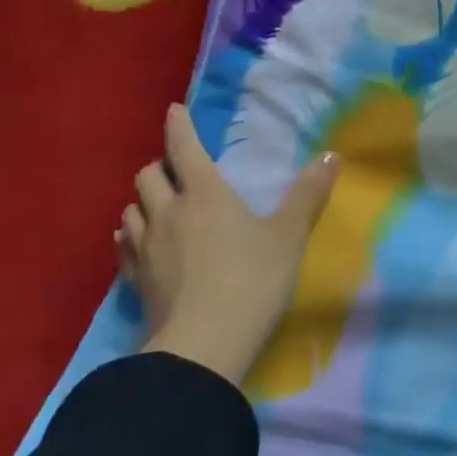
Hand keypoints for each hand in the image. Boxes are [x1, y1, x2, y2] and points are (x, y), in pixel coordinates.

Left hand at [119, 104, 339, 385]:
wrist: (204, 345)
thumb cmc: (253, 280)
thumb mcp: (290, 235)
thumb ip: (309, 194)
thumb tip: (331, 156)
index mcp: (205, 194)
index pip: (183, 148)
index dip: (179, 126)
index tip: (174, 110)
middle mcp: (168, 212)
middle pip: (148, 175)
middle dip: (161, 166)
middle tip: (179, 170)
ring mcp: (145, 248)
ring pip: (131, 209)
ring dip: (144, 200)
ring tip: (160, 206)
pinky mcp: (135, 280)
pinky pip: (125, 246)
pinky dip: (133, 235)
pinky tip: (141, 244)